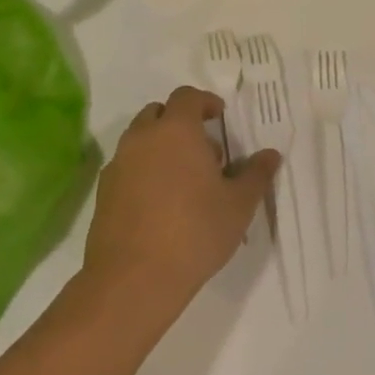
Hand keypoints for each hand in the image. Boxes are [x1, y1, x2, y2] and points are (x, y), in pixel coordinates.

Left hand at [83, 85, 278, 316]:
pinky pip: (126, 167)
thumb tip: (270, 154)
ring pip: (139, 140)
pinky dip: (143, 171)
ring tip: (184, 180)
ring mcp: (118, 164)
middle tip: (204, 151)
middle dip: (180, 122)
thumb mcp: (239, 204)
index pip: (187, 96)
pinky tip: (160, 203)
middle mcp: (142, 138)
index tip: (220, 117)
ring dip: (160, 146)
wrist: (134, 278)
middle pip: (158, 113)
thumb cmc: (195, 231)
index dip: (205, 102)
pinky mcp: (103, 192)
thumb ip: (256, 174)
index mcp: (176, 130)